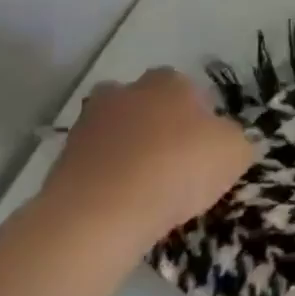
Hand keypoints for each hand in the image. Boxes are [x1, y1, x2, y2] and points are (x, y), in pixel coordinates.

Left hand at [34, 68, 254, 271]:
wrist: (102, 213)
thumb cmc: (179, 168)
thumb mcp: (235, 153)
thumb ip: (234, 139)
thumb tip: (225, 139)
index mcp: (168, 82)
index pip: (187, 87)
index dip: (199, 114)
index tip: (206, 144)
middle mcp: (125, 92)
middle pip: (144, 103)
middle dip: (155, 124)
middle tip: (173, 159)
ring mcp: (87, 125)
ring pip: (116, 131)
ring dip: (127, 149)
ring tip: (146, 186)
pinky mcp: (60, 161)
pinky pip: (94, 163)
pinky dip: (106, 177)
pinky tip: (122, 202)